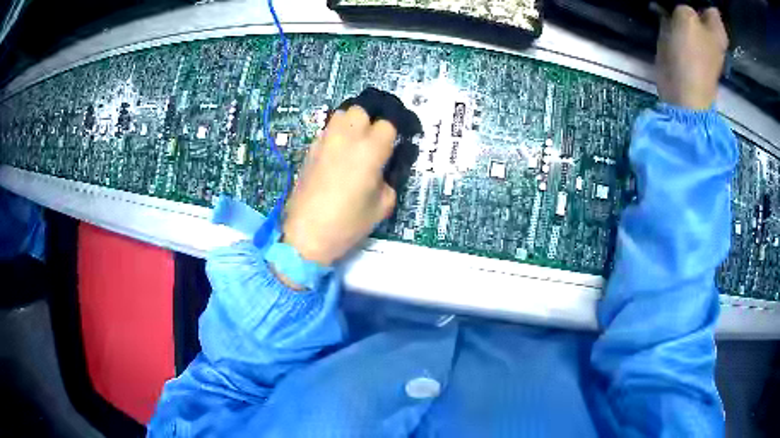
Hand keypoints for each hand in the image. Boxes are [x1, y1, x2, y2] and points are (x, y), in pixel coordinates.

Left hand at [282, 105, 397, 265]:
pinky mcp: (310, 149)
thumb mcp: (382, 206)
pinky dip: (336, 134)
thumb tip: (384, 170)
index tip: (396, 143)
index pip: (388, 124)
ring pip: (341, 114)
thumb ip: (389, 180)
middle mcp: (347, 137)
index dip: (395, 132)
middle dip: (372, 120)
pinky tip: (338, 154)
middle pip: (362, 109)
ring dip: (352, 122)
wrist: (306, 234)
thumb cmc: (348, 223)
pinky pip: (327, 130)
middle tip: (375, 140)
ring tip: (356, 141)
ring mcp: (325, 141)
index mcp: (370, 150)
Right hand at [655, 5, 727, 109]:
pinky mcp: (685, 43)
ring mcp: (698, 37)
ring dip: (672, 3)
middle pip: (694, 2)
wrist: (683, 92)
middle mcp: (710, 30)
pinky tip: (657, 8)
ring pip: (684, 9)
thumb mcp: (686, 16)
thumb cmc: (691, 55)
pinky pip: (675, 20)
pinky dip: (667, 13)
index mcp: (716, 26)